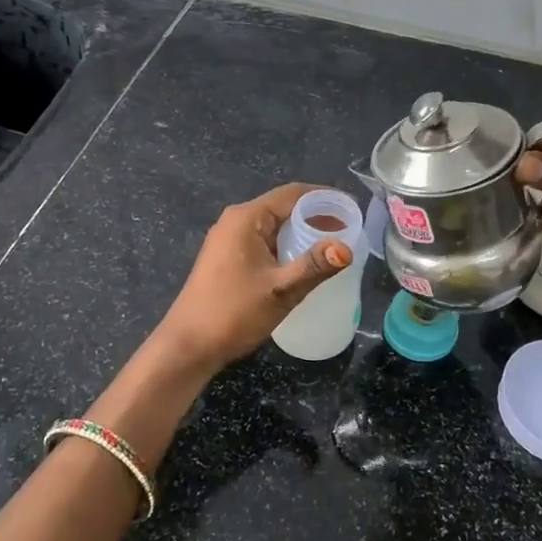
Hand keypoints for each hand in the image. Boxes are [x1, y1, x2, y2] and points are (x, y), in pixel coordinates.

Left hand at [156, 183, 352, 369]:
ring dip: (303, 232)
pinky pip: (265, 240)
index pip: (294, 194)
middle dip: (317, 216)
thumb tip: (346, 249)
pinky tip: (304, 262)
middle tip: (349, 230)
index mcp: (247, 218)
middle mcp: (236, 221)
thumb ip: (314, 266)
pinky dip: (287, 245)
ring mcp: (229, 239)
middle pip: (284, 207)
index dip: (326, 198)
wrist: (188, 346)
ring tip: (334, 245)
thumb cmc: (233, 313)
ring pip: (275, 225)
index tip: (353, 209)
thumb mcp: (281, 290)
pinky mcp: (227, 257)